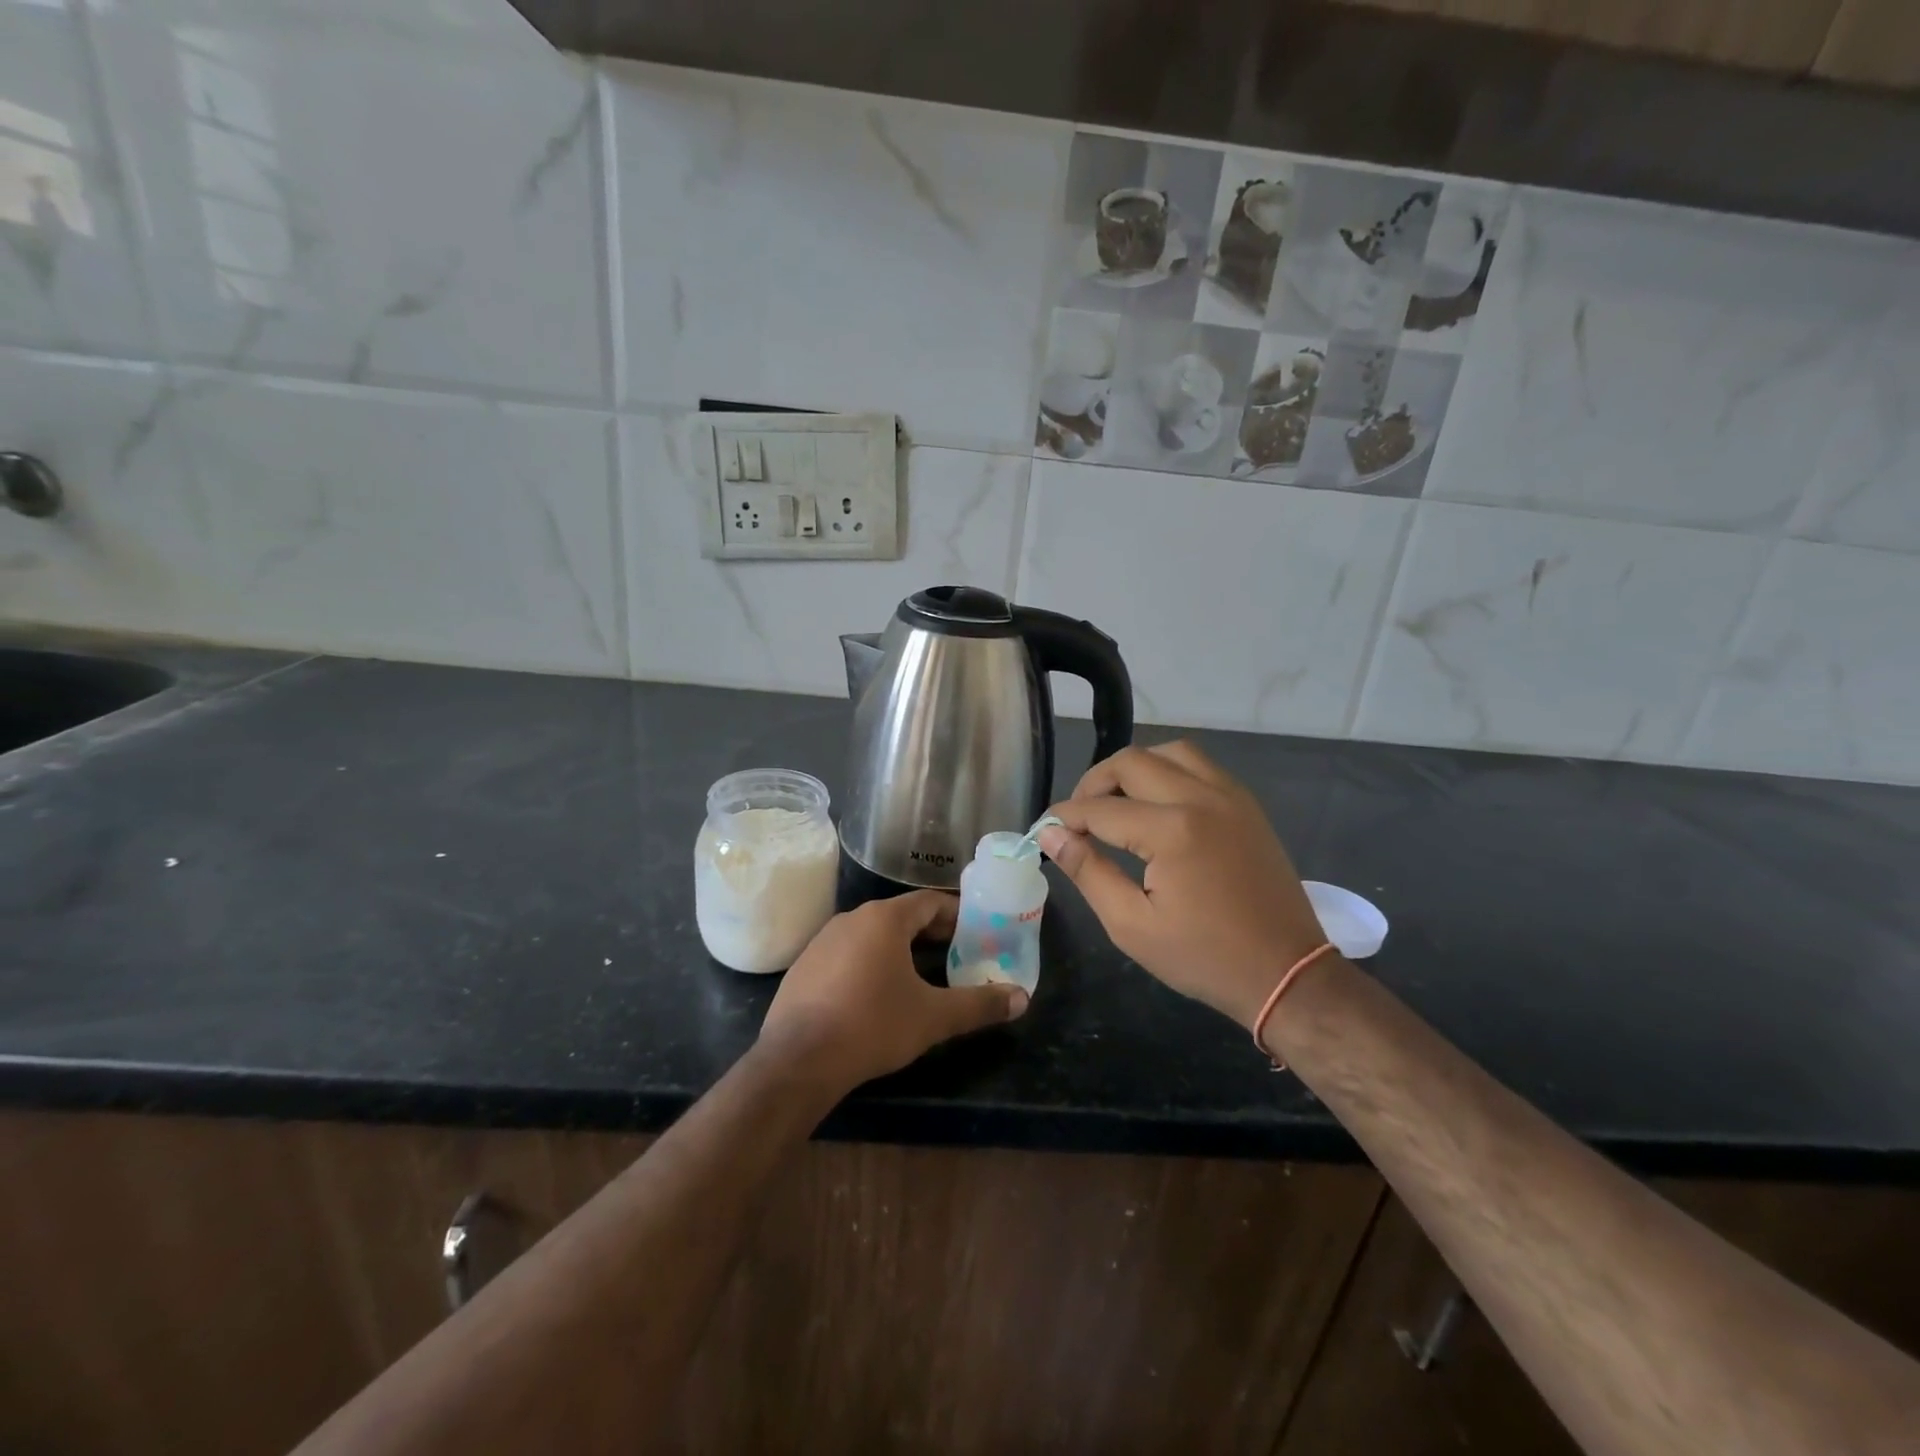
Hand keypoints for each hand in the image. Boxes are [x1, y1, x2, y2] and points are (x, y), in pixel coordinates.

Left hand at [759, 890, 1028, 1091]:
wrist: (798, 1060)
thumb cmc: (872, 1025)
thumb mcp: (933, 1017)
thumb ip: (979, 1004)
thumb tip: (1022, 998)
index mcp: (884, 919)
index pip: (929, 902)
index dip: (956, 914)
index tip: (975, 932)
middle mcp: (852, 918)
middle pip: (900, 916)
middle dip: (930, 933)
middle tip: (956, 954)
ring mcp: (822, 940)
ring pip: (871, 934)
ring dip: (898, 948)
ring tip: (920, 975)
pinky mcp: (804, 966)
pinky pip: (846, 953)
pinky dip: (868, 963)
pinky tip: (875, 994)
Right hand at [1038, 742, 1326, 1031]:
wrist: (1286, 973)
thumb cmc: (1203, 957)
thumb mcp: (1131, 924)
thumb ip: (1087, 871)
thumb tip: (1051, 835)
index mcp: (1171, 830)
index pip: (1099, 809)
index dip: (1064, 817)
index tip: (1045, 830)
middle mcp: (1201, 798)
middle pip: (1131, 762)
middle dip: (1093, 784)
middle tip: (1078, 817)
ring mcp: (1229, 796)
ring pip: (1169, 752)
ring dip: (1134, 768)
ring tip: (1117, 801)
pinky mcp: (1246, 805)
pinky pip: (1200, 765)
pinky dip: (1169, 771)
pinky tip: (1157, 803)